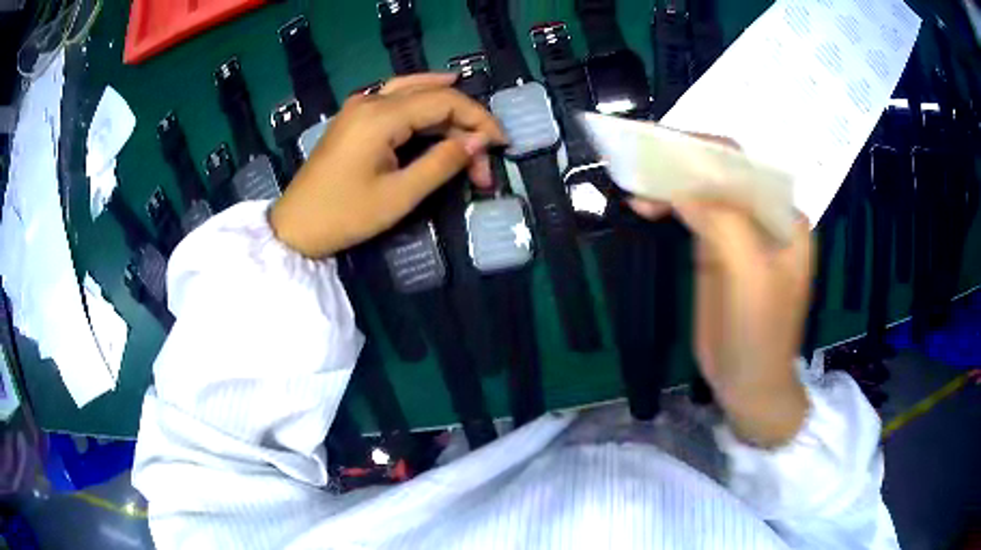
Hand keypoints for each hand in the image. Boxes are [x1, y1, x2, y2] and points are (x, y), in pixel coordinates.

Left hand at [270, 73, 506, 258]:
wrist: (295, 227)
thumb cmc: (344, 216)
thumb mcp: (399, 196)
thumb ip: (441, 163)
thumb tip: (478, 142)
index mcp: (380, 117)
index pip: (444, 102)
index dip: (479, 119)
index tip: (503, 145)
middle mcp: (370, 101)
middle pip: (431, 95)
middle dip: (464, 123)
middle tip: (483, 161)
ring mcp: (359, 107)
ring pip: (414, 92)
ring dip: (446, 110)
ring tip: (474, 124)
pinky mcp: (354, 118)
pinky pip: (395, 98)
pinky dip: (422, 102)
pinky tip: (437, 104)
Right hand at [630, 138, 812, 447]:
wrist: (748, 383)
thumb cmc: (761, 333)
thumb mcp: (751, 276)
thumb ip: (723, 224)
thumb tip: (679, 189)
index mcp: (784, 216)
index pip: (747, 166)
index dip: (708, 151)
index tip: (667, 149)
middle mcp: (764, 216)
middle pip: (722, 174)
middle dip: (685, 164)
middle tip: (645, 162)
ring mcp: (739, 233)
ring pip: (704, 192)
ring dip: (671, 184)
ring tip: (637, 187)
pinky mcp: (716, 251)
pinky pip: (692, 216)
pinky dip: (668, 207)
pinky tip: (645, 206)